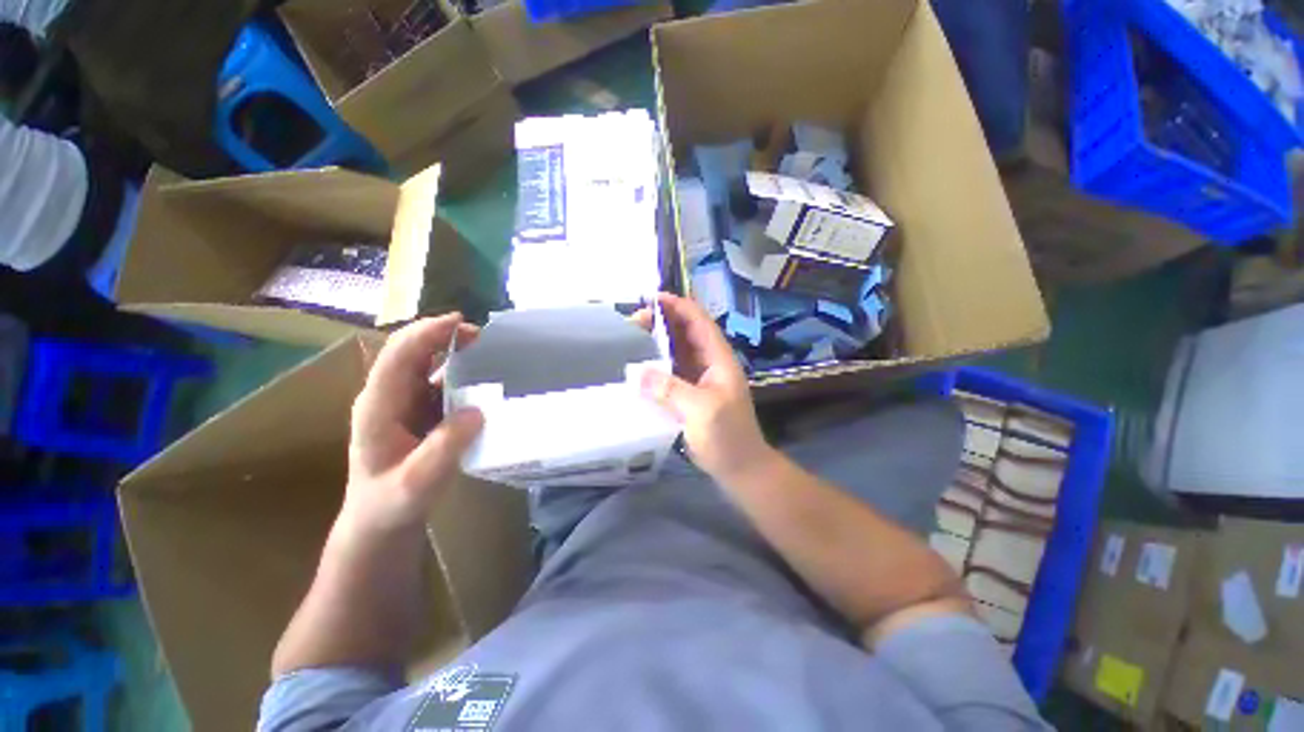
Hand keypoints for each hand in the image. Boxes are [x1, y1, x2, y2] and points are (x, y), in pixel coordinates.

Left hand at [344, 314, 484, 533]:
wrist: (379, 522)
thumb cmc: (391, 502)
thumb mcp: (418, 481)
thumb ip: (445, 446)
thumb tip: (478, 410)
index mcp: (378, 406)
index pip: (399, 356)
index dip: (427, 333)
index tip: (460, 322)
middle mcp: (387, 397)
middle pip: (410, 352)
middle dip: (443, 336)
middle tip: (481, 337)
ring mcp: (402, 403)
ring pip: (426, 365)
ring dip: (453, 353)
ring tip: (487, 354)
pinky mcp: (417, 412)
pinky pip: (438, 383)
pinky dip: (459, 374)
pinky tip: (481, 381)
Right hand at [641, 292, 773, 482]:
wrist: (740, 467)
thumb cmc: (728, 437)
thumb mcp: (702, 410)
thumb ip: (670, 389)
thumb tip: (636, 372)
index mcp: (718, 359)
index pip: (699, 322)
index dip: (678, 306)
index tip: (652, 299)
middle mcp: (709, 363)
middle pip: (686, 333)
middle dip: (663, 321)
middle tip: (635, 320)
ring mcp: (699, 379)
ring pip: (677, 351)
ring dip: (658, 341)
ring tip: (634, 335)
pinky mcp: (689, 393)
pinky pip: (671, 371)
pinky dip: (657, 364)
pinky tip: (640, 365)